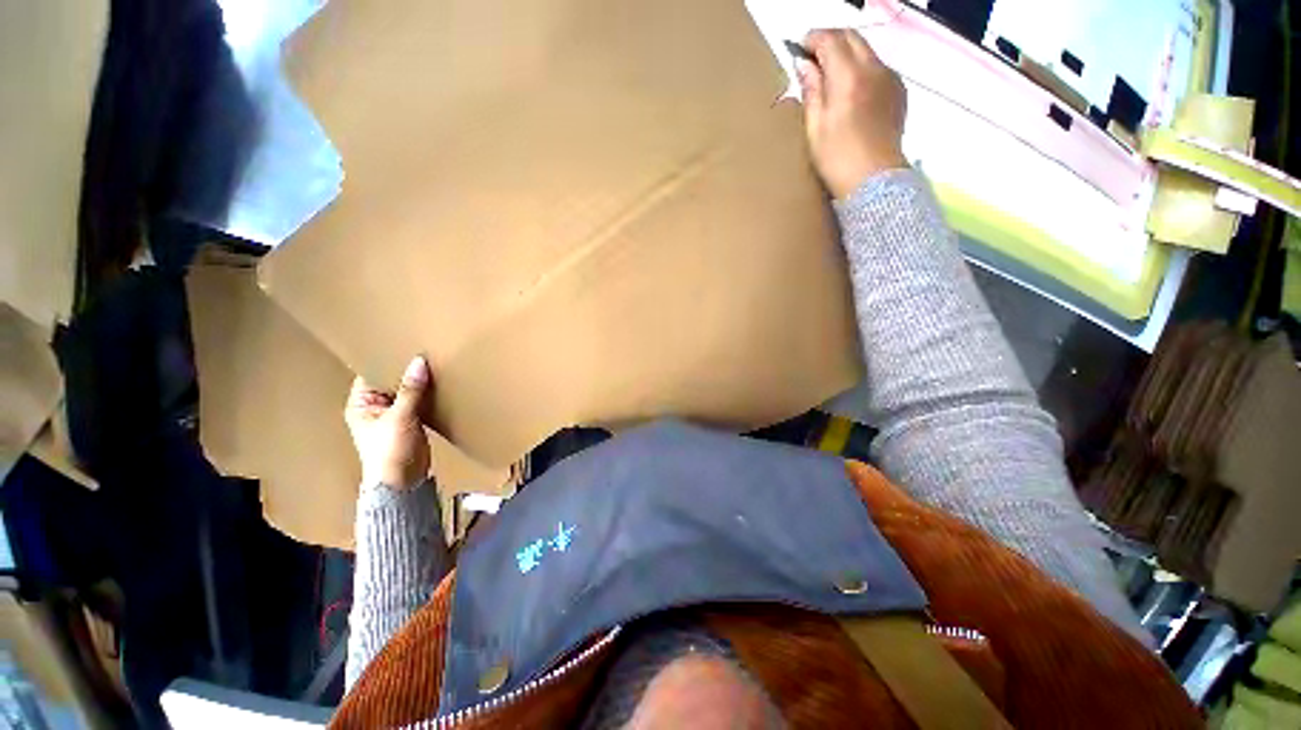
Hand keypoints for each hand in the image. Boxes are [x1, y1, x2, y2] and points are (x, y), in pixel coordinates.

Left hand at [345, 356, 432, 489]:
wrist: (404, 482)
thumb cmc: (391, 451)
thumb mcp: (400, 418)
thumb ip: (410, 390)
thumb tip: (419, 361)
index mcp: (360, 404)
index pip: (371, 374)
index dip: (385, 360)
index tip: (404, 345)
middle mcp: (374, 407)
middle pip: (391, 382)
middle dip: (406, 370)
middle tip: (425, 350)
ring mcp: (394, 415)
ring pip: (407, 391)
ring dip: (419, 382)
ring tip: (435, 363)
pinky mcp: (411, 421)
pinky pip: (419, 402)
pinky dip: (428, 394)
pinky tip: (440, 383)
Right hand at [796, 29, 907, 198]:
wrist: (875, 181)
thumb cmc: (837, 159)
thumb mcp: (815, 128)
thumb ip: (812, 91)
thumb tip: (804, 64)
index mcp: (849, 78)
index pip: (830, 40)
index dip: (812, 39)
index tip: (799, 48)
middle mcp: (874, 69)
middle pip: (851, 37)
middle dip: (830, 40)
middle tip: (812, 58)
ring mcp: (890, 79)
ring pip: (866, 50)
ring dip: (846, 54)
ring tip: (830, 76)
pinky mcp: (898, 91)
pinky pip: (878, 66)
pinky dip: (861, 68)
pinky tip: (851, 90)